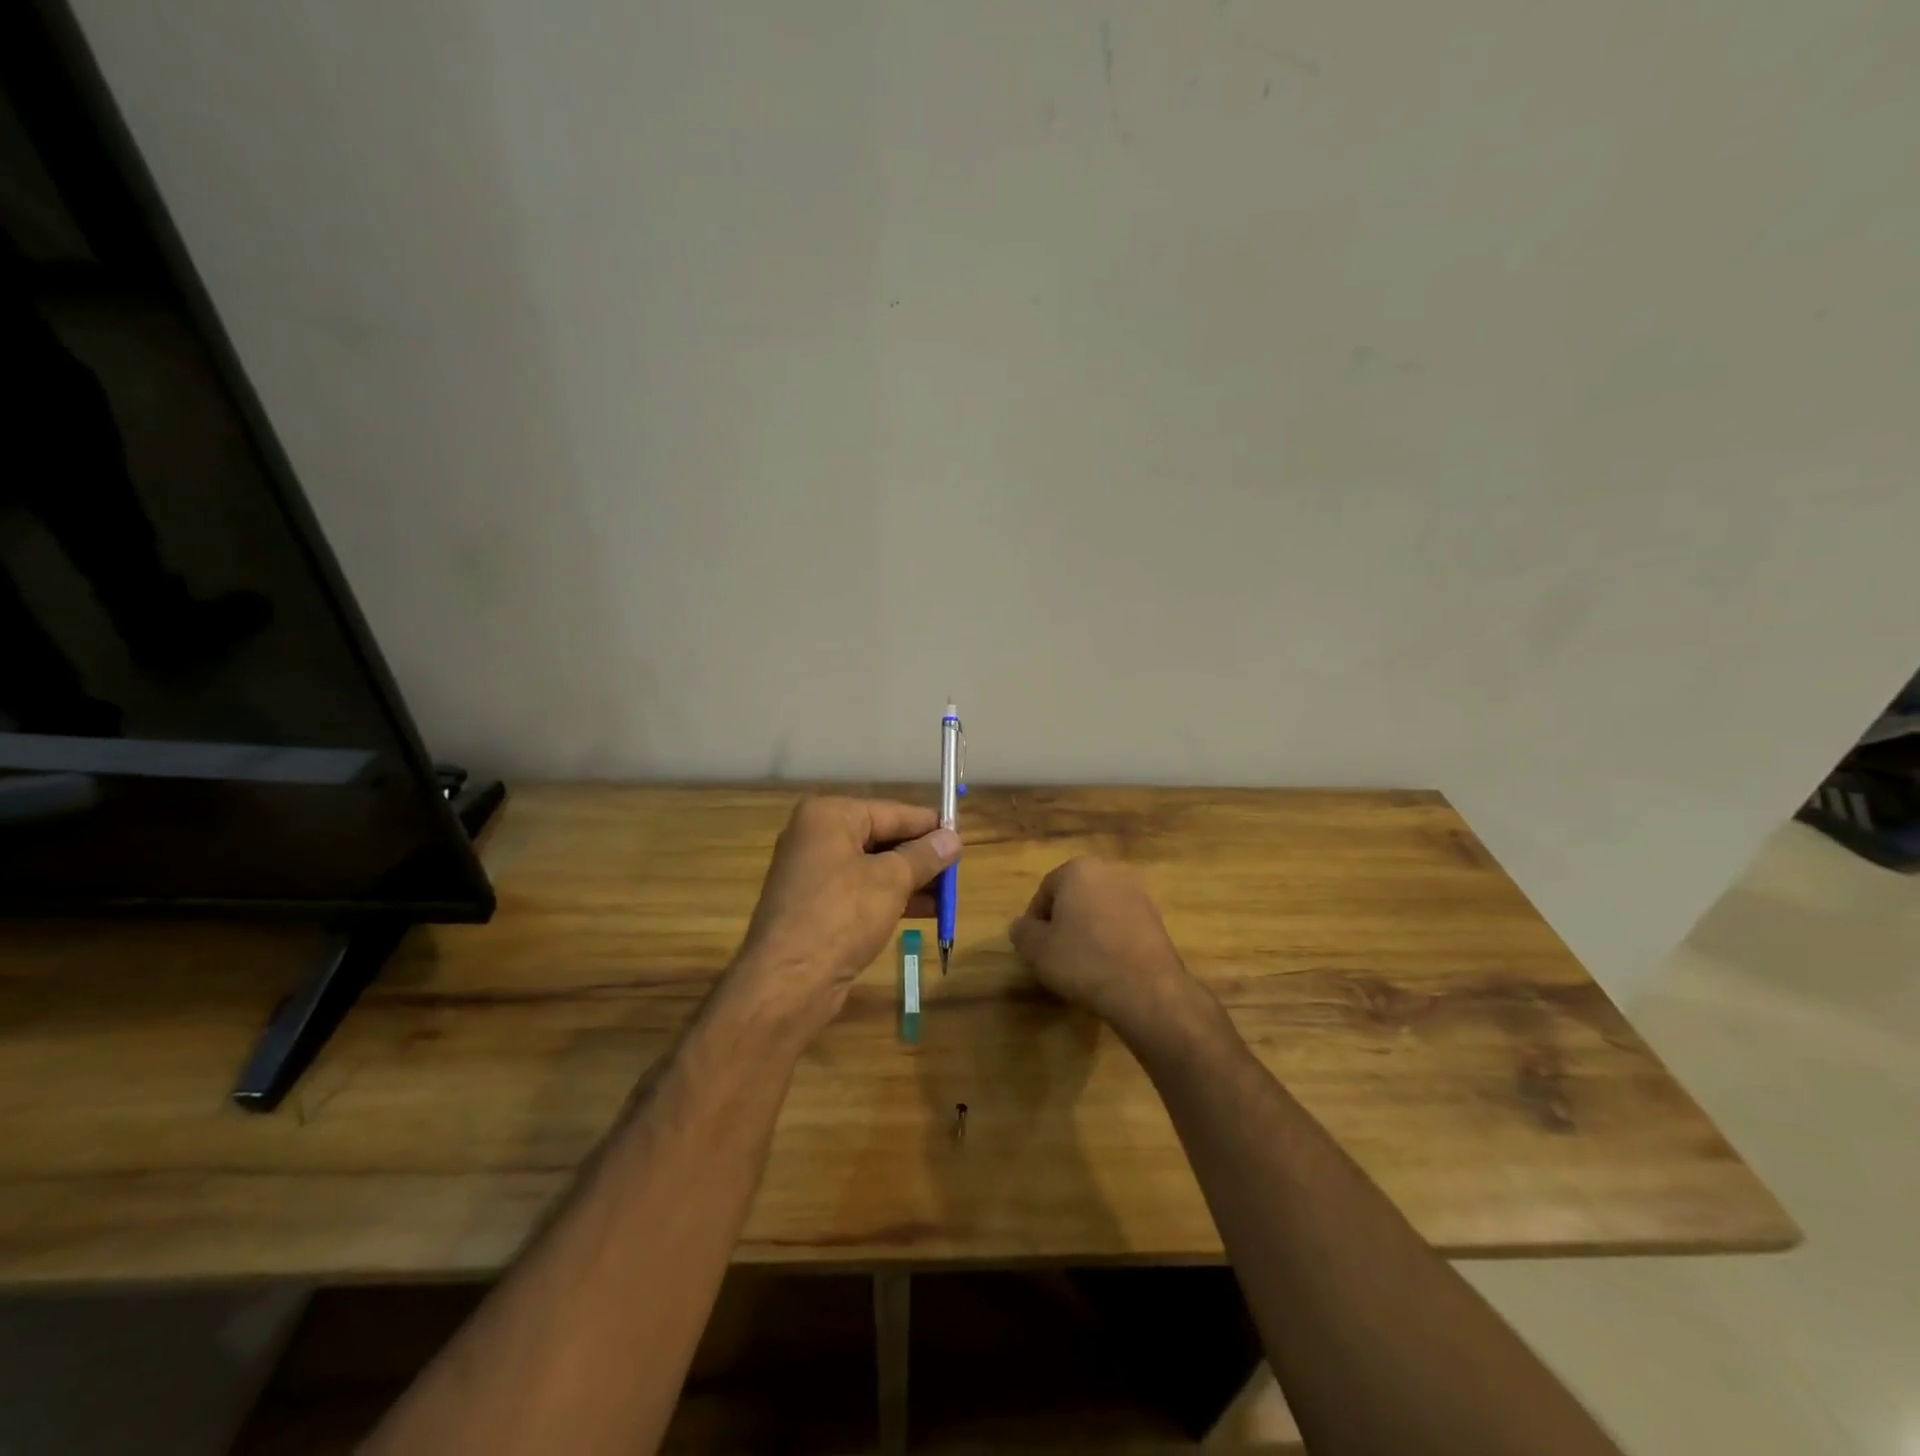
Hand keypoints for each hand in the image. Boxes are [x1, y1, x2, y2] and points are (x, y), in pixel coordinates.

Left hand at [730, 797, 959, 1032]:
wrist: (787, 982)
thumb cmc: (841, 916)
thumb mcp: (891, 881)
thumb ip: (924, 856)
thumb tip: (953, 838)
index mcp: (829, 816)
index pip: (892, 812)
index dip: (929, 824)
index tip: (962, 834)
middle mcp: (816, 837)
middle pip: (882, 838)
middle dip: (920, 855)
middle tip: (958, 867)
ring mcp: (813, 873)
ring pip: (874, 867)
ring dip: (911, 880)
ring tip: (949, 893)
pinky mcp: (816, 906)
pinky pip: (861, 891)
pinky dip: (891, 898)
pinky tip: (926, 911)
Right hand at [1008, 858, 1199, 1034]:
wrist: (1146, 989)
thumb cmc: (1083, 961)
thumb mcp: (1038, 950)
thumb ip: (1023, 932)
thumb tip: (1020, 926)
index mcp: (1078, 870)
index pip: (1045, 890)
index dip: (1035, 920)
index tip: (1034, 947)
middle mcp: (1110, 872)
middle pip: (1074, 896)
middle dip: (1064, 921)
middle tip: (1055, 954)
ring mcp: (1138, 894)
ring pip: (1100, 910)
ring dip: (1088, 930)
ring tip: (1082, 964)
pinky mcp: (1157, 919)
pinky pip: (1122, 925)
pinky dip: (1111, 940)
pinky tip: (1107, 967)